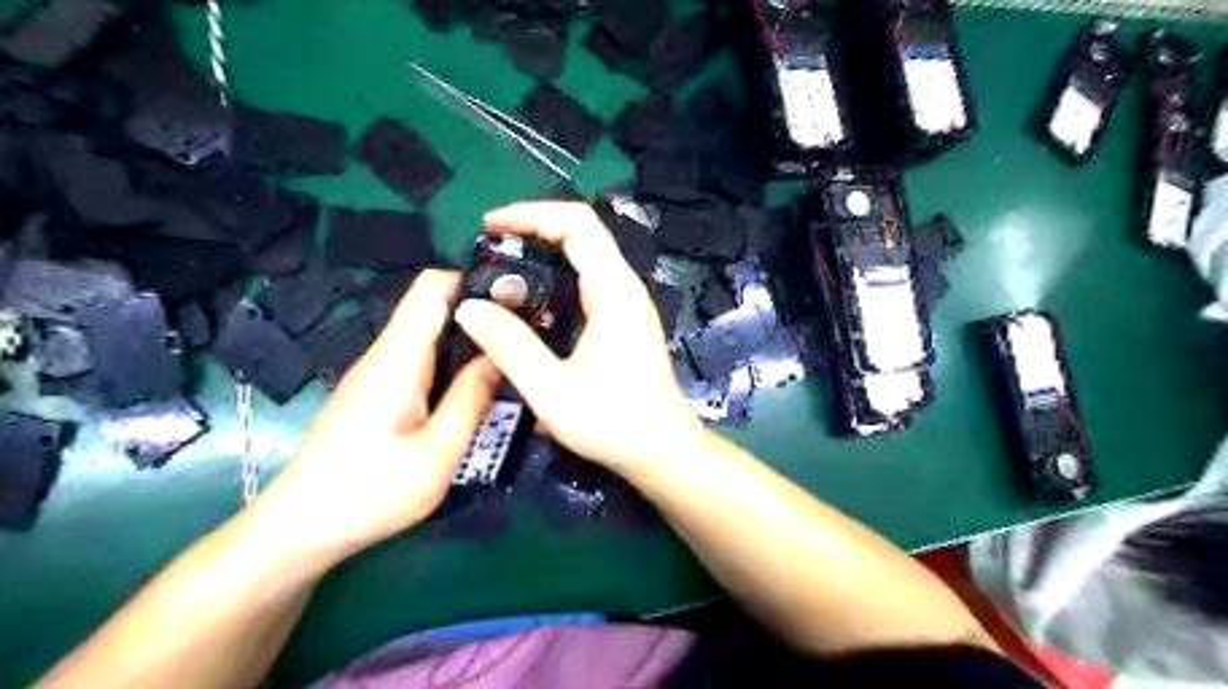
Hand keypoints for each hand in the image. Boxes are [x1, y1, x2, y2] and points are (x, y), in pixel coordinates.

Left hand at [250, 268, 501, 560]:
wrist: (300, 529)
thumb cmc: (370, 493)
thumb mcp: (437, 454)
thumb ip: (471, 400)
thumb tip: (499, 357)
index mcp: (399, 359)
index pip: (432, 287)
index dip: (474, 281)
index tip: (517, 299)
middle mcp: (385, 355)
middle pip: (434, 308)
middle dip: (481, 313)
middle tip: (527, 335)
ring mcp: (377, 373)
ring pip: (429, 335)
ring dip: (469, 341)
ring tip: (511, 360)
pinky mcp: (375, 392)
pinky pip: (420, 360)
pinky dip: (452, 363)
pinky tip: (476, 388)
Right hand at [453, 201, 706, 475]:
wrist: (663, 450)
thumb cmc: (614, 423)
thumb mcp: (552, 390)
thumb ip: (510, 346)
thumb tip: (470, 307)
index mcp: (614, 292)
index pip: (577, 224)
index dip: (531, 214)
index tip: (490, 226)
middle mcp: (625, 288)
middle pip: (582, 234)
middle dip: (533, 230)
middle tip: (489, 247)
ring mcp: (628, 304)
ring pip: (585, 258)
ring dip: (544, 254)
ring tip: (502, 271)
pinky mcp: (624, 321)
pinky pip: (588, 283)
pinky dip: (556, 279)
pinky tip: (531, 304)